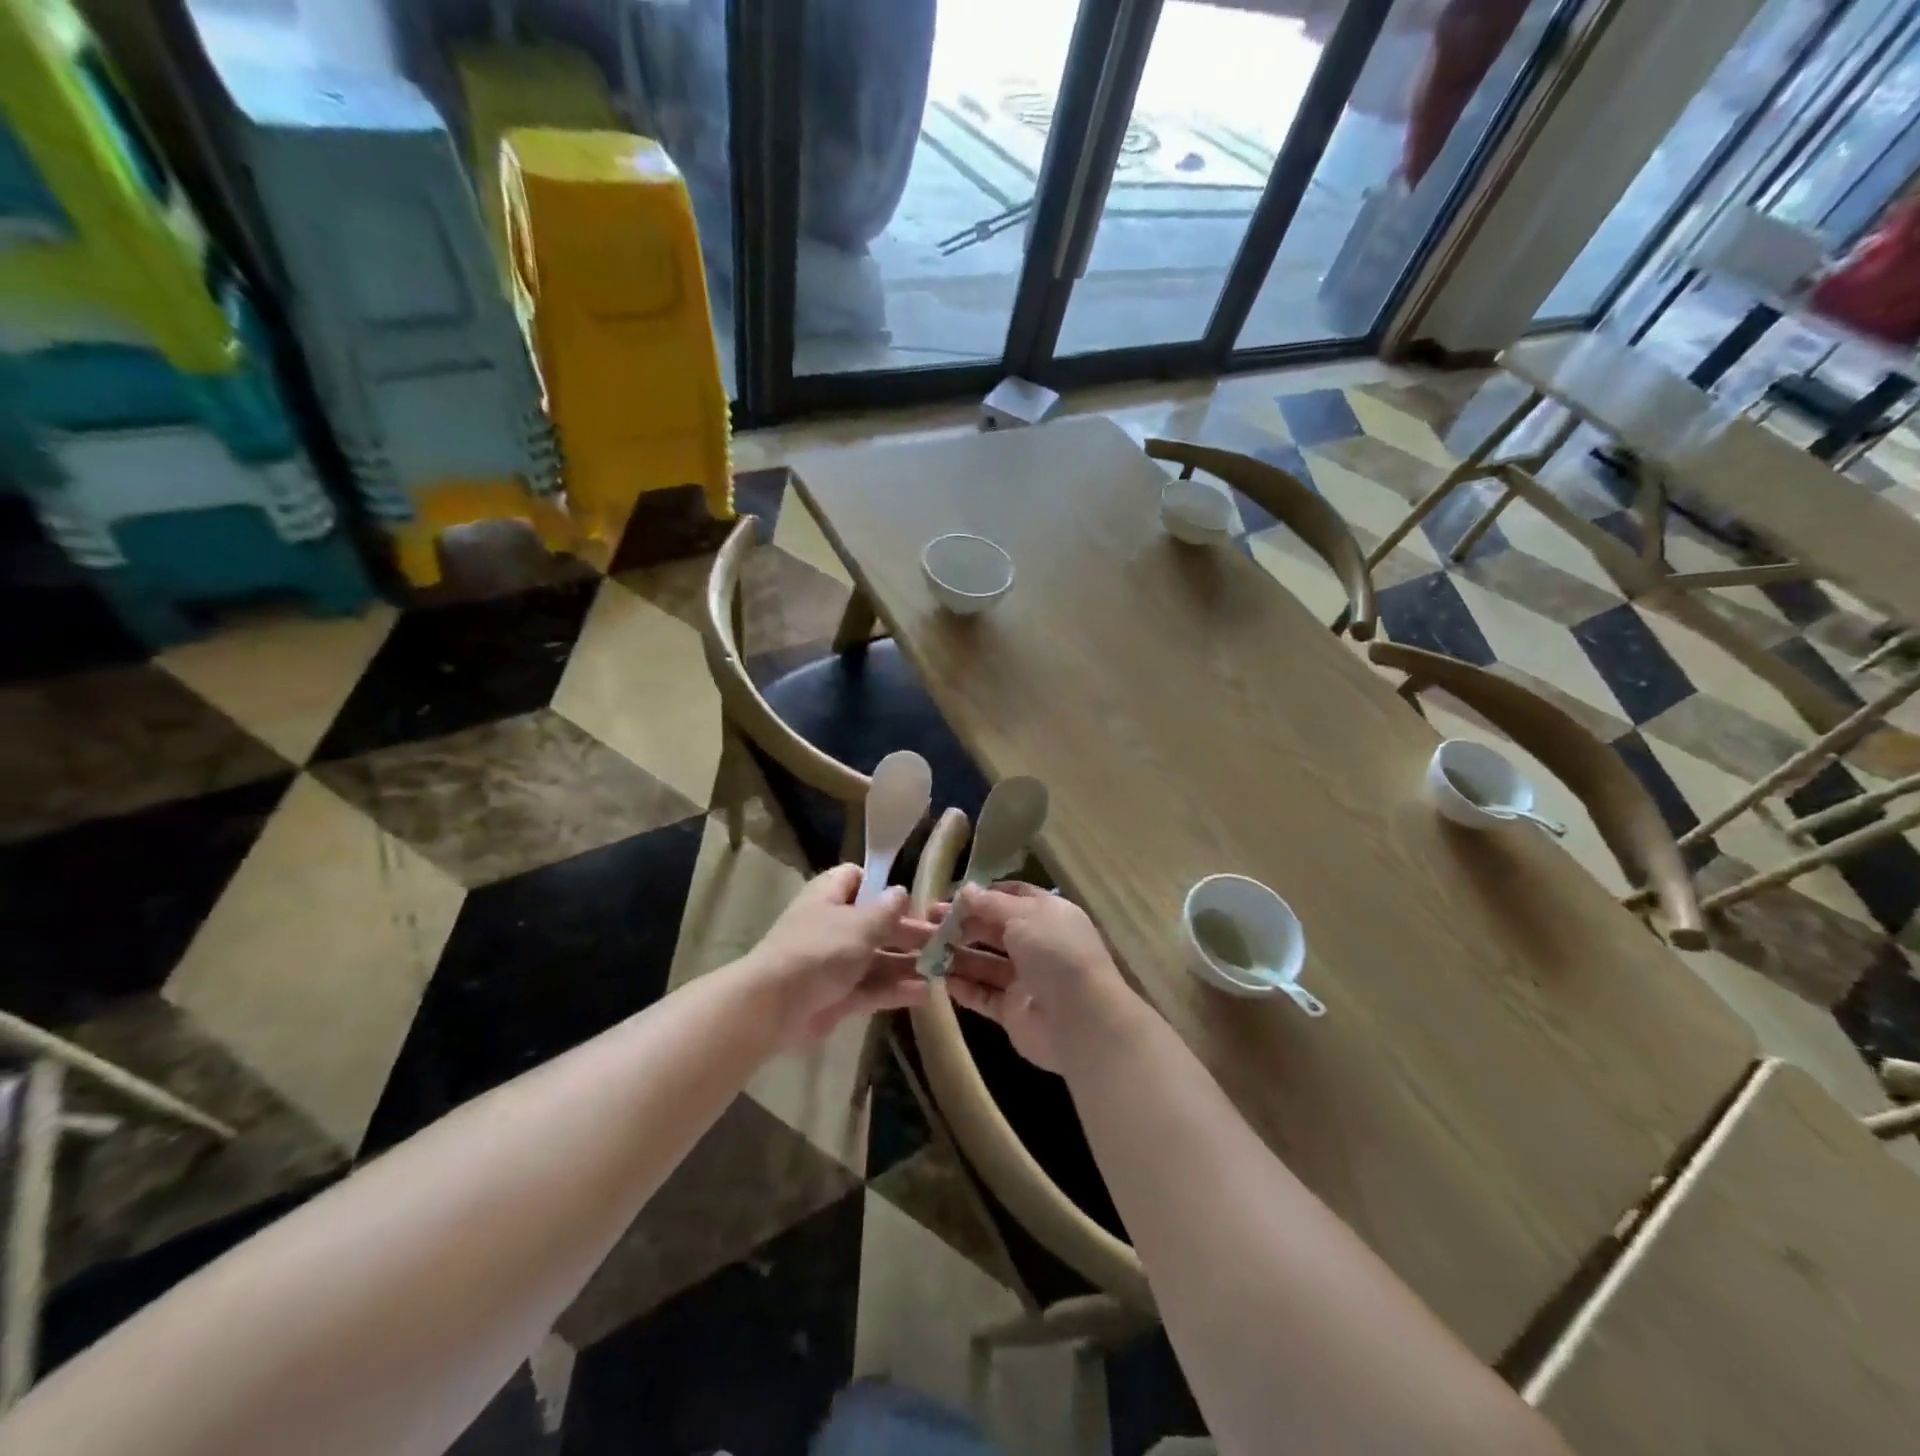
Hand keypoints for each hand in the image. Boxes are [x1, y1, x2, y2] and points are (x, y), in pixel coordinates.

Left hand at [747, 865, 931, 1047]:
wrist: (773, 1007)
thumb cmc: (820, 951)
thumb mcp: (861, 924)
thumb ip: (887, 909)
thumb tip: (901, 891)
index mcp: (829, 896)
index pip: (856, 878)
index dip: (882, 884)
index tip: (912, 898)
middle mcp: (831, 925)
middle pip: (874, 922)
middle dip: (906, 931)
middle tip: (941, 940)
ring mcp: (833, 963)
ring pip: (875, 958)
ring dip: (906, 963)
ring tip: (941, 969)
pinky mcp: (836, 996)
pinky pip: (870, 988)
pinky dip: (894, 990)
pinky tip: (925, 994)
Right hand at [943, 883, 1135, 1071]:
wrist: (1081, 1019)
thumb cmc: (1055, 953)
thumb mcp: (1023, 915)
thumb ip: (991, 904)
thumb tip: (966, 890)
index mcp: (1048, 915)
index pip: (1013, 896)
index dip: (984, 894)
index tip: (952, 895)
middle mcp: (1037, 944)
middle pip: (993, 930)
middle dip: (962, 924)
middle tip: (927, 921)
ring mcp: (1025, 979)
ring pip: (985, 963)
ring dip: (957, 955)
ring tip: (924, 948)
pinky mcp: (1013, 1010)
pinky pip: (983, 995)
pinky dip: (962, 987)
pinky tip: (938, 978)